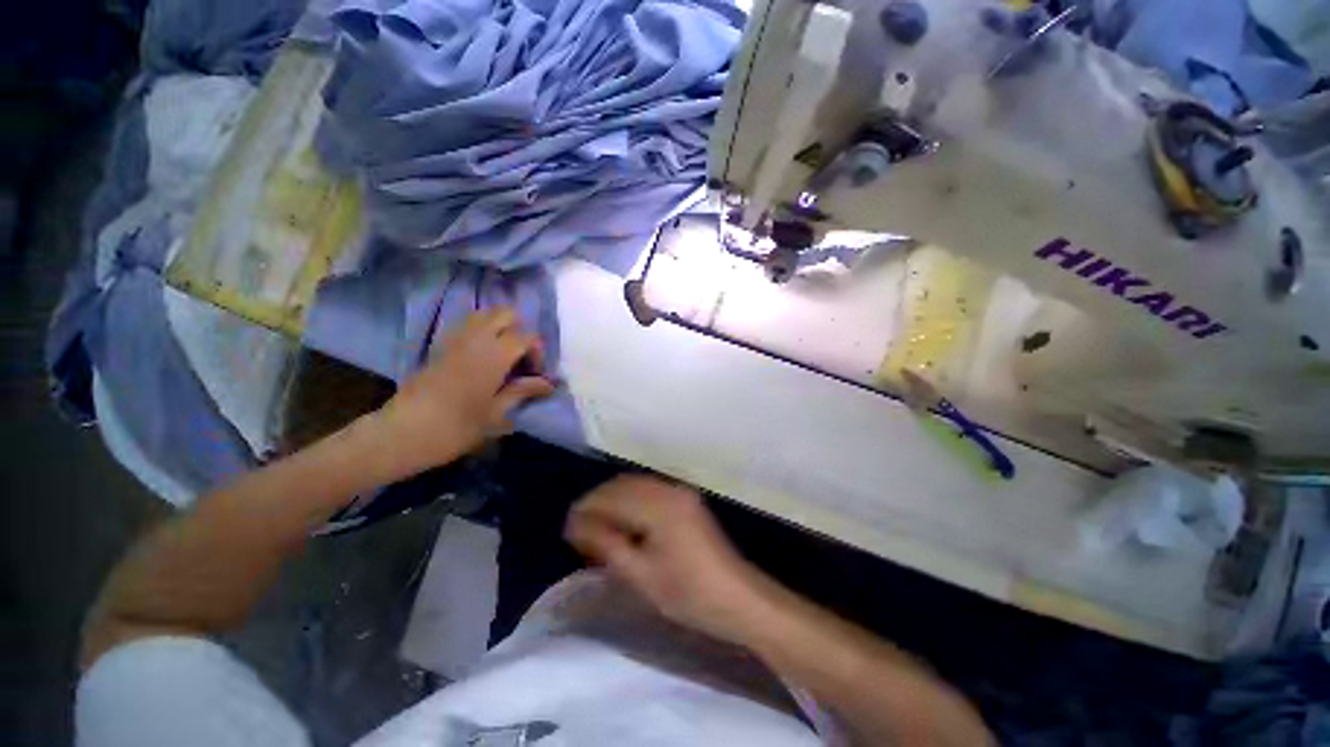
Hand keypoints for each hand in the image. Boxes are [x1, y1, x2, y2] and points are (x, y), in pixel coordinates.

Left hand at [374, 308, 554, 476]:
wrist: (401, 434)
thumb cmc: (455, 428)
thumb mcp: (496, 414)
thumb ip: (522, 391)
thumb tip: (549, 384)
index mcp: (493, 356)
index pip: (526, 336)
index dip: (537, 352)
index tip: (535, 375)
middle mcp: (475, 339)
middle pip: (505, 314)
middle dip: (520, 330)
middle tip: (521, 359)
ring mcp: (454, 340)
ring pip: (484, 314)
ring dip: (501, 328)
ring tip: (504, 355)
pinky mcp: (440, 346)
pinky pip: (467, 325)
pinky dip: (482, 331)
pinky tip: (483, 357)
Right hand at [565, 475, 770, 643]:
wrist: (737, 597)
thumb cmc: (688, 594)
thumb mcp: (641, 576)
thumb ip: (608, 545)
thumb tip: (578, 525)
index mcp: (659, 507)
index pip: (612, 498)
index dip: (586, 509)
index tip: (566, 528)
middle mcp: (669, 490)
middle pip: (622, 485)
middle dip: (597, 502)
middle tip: (578, 529)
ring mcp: (680, 492)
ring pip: (635, 484)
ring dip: (613, 500)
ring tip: (596, 527)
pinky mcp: (685, 499)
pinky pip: (649, 490)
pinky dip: (630, 500)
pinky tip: (622, 522)